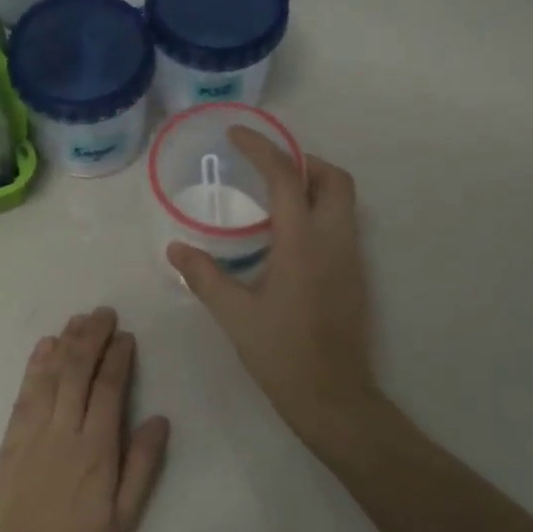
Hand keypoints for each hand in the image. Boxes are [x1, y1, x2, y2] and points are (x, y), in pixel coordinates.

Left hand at [0, 308, 169, 531]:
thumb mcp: (124, 521)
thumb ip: (142, 467)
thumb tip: (159, 419)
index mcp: (96, 451)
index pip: (108, 389)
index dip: (118, 358)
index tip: (126, 336)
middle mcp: (63, 433)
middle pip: (77, 372)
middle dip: (91, 338)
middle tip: (104, 313)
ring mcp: (31, 435)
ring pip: (50, 376)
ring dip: (65, 343)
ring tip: (79, 320)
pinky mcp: (8, 442)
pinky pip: (24, 394)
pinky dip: (35, 366)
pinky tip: (43, 347)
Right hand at [167, 129, 378, 453]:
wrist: (333, 396)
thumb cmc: (282, 354)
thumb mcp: (235, 315)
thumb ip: (204, 276)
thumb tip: (176, 248)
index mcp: (302, 243)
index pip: (286, 177)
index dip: (261, 149)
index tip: (236, 135)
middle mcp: (334, 240)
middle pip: (333, 178)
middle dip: (302, 161)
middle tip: (266, 168)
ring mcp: (351, 258)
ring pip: (343, 200)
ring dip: (314, 184)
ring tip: (273, 197)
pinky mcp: (356, 275)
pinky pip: (342, 224)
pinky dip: (320, 211)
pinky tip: (288, 237)